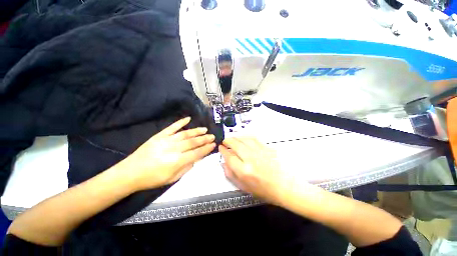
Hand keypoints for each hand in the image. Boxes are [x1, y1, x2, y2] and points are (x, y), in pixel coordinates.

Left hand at [117, 117, 215, 191]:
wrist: (130, 173)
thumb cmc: (152, 179)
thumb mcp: (172, 179)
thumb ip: (186, 168)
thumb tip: (196, 158)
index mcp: (177, 161)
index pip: (197, 153)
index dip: (206, 149)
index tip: (213, 145)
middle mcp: (174, 149)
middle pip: (193, 142)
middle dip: (205, 139)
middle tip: (212, 136)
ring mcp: (166, 140)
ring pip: (185, 134)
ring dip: (196, 131)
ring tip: (205, 129)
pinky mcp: (159, 136)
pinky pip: (172, 127)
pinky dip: (180, 122)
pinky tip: (188, 119)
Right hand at [219, 137, 298, 205]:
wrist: (286, 186)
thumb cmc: (265, 190)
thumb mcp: (244, 187)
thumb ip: (231, 175)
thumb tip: (224, 163)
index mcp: (244, 171)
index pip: (229, 156)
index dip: (223, 151)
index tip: (220, 148)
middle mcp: (251, 159)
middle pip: (235, 144)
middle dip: (228, 141)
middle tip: (225, 141)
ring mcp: (260, 152)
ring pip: (244, 139)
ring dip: (236, 137)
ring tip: (233, 138)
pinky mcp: (267, 148)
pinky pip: (254, 139)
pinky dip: (246, 137)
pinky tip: (244, 138)